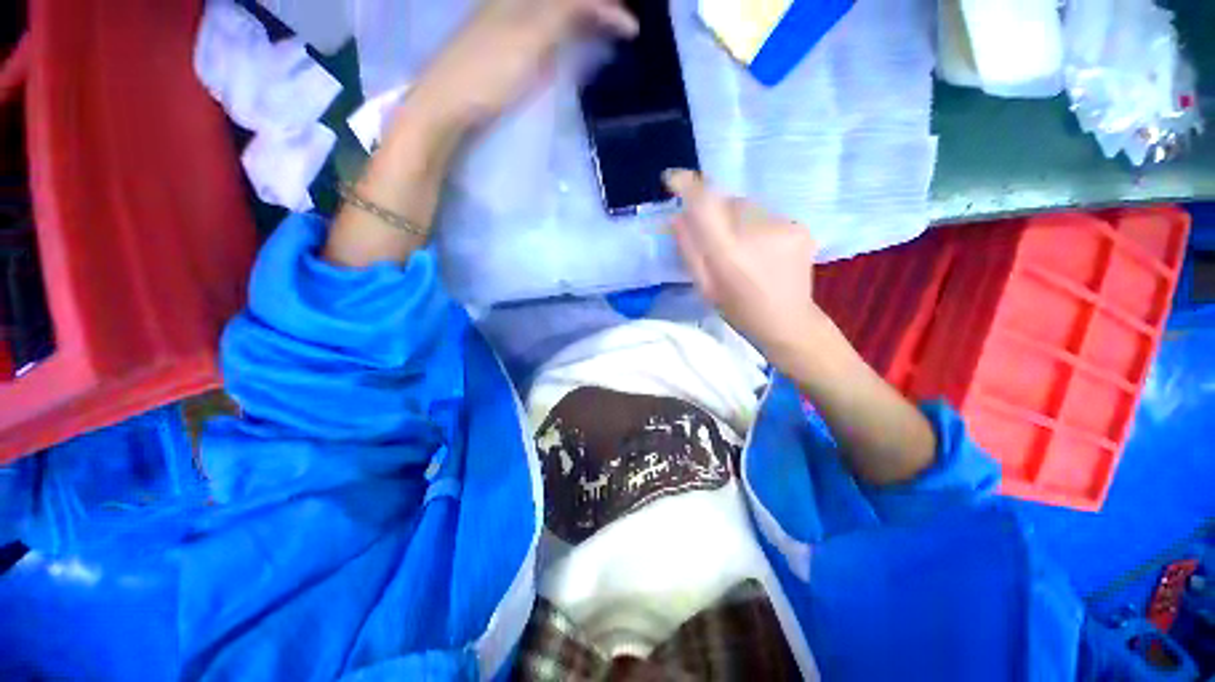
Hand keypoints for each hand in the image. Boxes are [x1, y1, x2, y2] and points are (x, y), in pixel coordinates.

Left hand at [413, 0, 637, 126]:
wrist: (446, 103)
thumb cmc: (488, 72)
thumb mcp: (530, 37)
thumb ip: (564, 12)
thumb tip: (601, 3)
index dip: (605, 4)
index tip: (632, 27)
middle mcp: (514, 2)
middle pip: (564, 1)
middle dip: (596, 7)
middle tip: (622, 24)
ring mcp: (507, 23)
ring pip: (554, 11)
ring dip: (583, 17)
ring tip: (606, 31)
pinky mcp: (505, 46)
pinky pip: (544, 28)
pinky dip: (566, 31)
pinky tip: (572, 43)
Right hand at [665, 170, 830, 367]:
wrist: (788, 322)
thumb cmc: (738, 310)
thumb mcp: (704, 286)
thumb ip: (689, 250)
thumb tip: (677, 217)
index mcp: (727, 252)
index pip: (704, 203)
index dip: (687, 186)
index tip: (672, 179)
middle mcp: (756, 231)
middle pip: (727, 201)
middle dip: (716, 212)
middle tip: (717, 238)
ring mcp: (783, 226)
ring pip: (748, 207)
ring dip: (738, 220)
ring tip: (744, 248)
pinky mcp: (800, 227)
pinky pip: (768, 215)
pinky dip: (759, 226)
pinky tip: (763, 249)